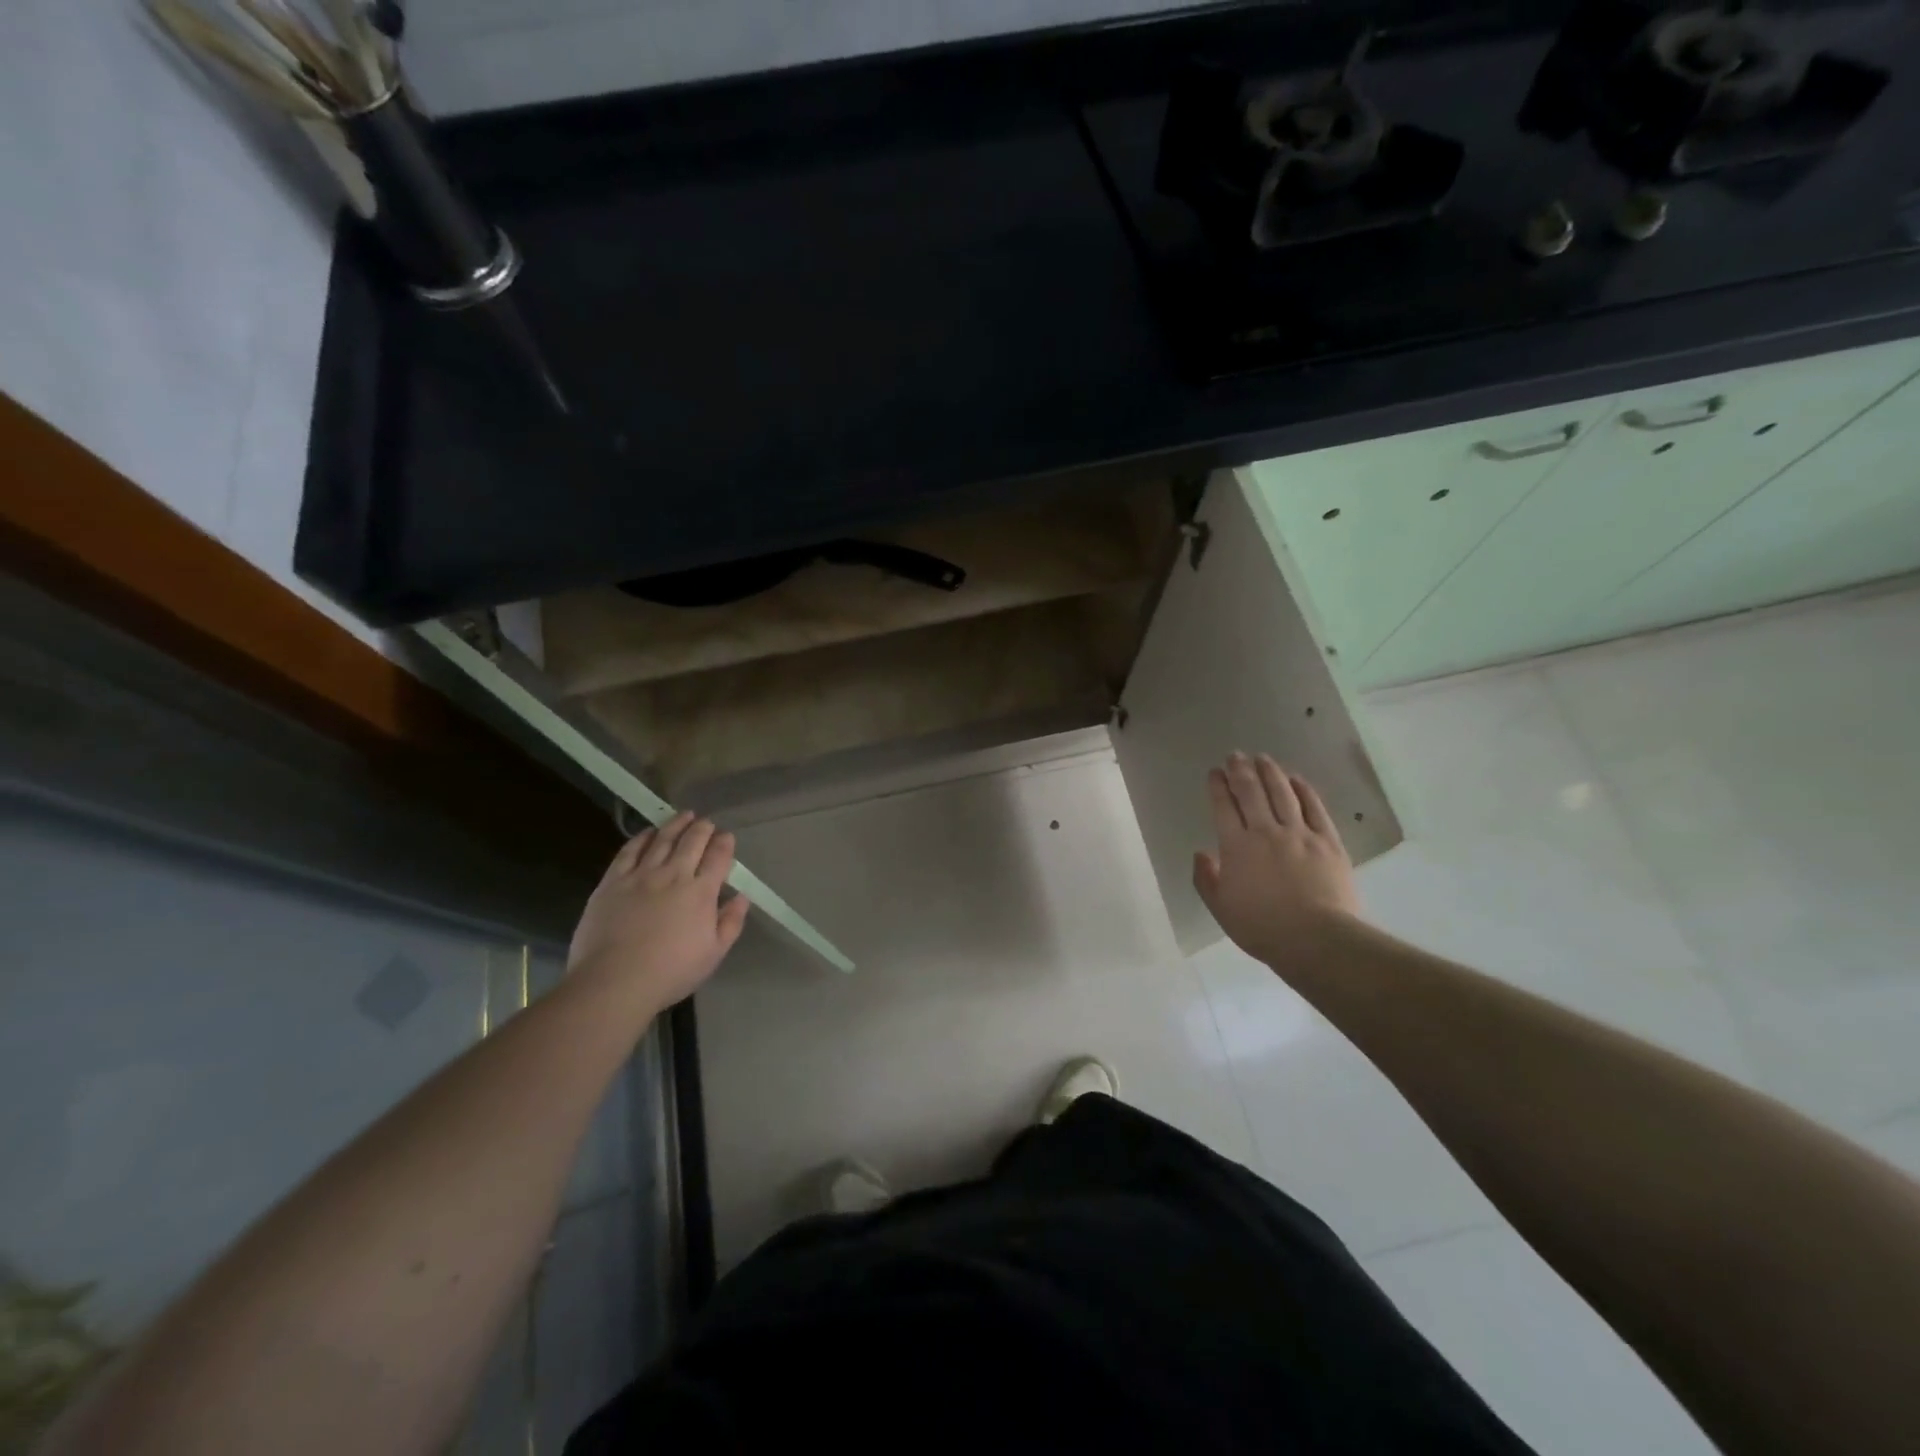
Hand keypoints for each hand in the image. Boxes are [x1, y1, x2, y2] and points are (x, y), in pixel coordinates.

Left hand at [567, 812, 749, 1012]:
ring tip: (683, 815)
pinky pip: (629, 851)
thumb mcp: (713, 954)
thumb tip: (741, 897)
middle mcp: (674, 875)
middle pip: (692, 842)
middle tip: (706, 822)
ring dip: (675, 825)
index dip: (724, 843)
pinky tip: (648, 832)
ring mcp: (641, 875)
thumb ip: (731, 922)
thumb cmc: (670, 971)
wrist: (615, 981)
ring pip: (662, 839)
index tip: (727, 836)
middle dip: (702, 828)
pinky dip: (641, 838)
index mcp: (701, 892)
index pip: (718, 857)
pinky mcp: (613, 881)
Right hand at [1193, 753, 1360, 966]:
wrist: (1317, 939)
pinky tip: (1297, 779)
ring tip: (1263, 758)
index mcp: (1236, 847)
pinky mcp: (1328, 841)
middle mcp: (1266, 832)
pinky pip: (1314, 808)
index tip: (1214, 772)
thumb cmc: (1262, 927)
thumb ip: (1206, 879)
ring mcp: (1299, 834)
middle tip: (1235, 755)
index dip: (1217, 787)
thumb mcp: (1221, 909)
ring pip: (1282, 793)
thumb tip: (1202, 853)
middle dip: (1241, 771)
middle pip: (1251, 792)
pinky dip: (1304, 790)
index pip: (1223, 808)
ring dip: (1270, 772)